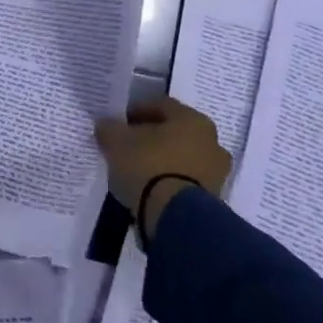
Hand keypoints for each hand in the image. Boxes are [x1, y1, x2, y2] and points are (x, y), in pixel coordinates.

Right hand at [93, 98, 231, 235]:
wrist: (174, 216)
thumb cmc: (147, 166)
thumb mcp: (116, 142)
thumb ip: (109, 128)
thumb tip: (106, 124)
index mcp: (193, 120)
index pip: (161, 106)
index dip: (136, 111)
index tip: (117, 122)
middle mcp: (212, 141)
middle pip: (175, 132)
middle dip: (151, 136)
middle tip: (127, 145)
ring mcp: (216, 172)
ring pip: (182, 157)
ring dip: (162, 160)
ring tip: (136, 170)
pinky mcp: (213, 198)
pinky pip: (185, 180)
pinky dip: (169, 180)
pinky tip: (149, 188)